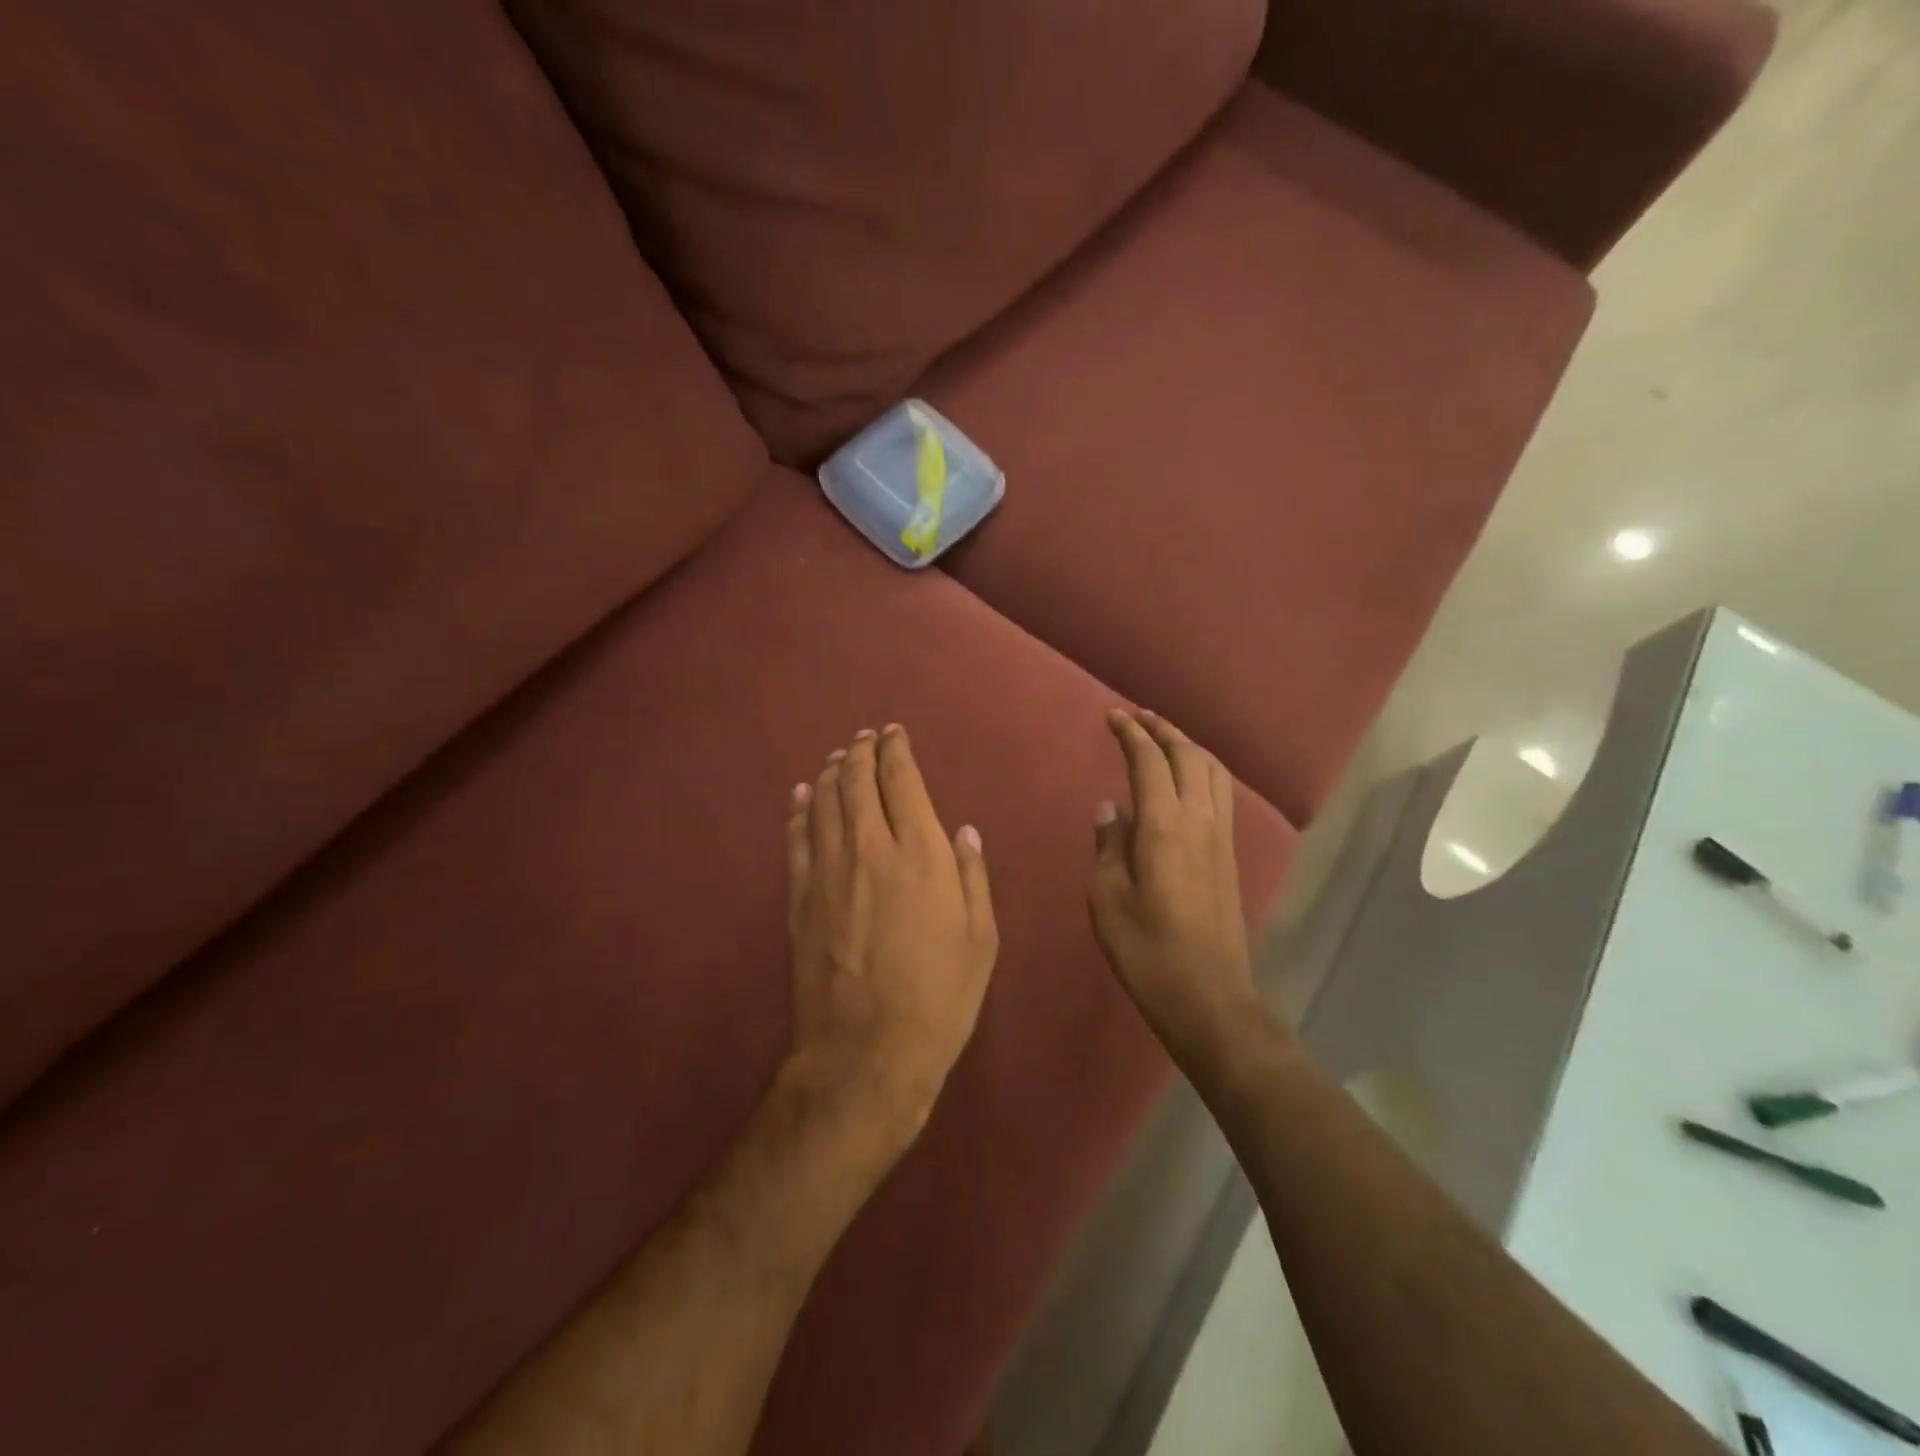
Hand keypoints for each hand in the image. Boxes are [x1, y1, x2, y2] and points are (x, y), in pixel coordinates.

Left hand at [784, 725, 998, 1149]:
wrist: (867, 1051)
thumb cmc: (940, 997)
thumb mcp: (980, 939)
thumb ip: (972, 877)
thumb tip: (963, 832)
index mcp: (920, 854)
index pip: (902, 781)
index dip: (896, 751)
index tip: (894, 734)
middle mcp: (871, 848)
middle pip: (858, 781)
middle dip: (862, 752)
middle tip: (865, 738)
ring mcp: (828, 871)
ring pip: (825, 802)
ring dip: (832, 772)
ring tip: (838, 756)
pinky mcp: (799, 897)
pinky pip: (797, 838)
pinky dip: (800, 809)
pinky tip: (802, 794)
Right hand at [1089, 710, 1264, 1062]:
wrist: (1208, 997)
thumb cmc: (1147, 951)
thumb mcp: (1108, 900)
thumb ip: (1108, 847)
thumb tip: (1111, 809)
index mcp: (1165, 827)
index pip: (1150, 762)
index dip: (1131, 733)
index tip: (1112, 716)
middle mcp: (1200, 821)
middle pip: (1188, 757)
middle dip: (1163, 730)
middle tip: (1137, 718)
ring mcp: (1221, 838)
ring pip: (1213, 772)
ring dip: (1188, 747)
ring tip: (1164, 739)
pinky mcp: (1230, 856)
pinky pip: (1220, 794)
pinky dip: (1202, 771)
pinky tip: (1187, 781)